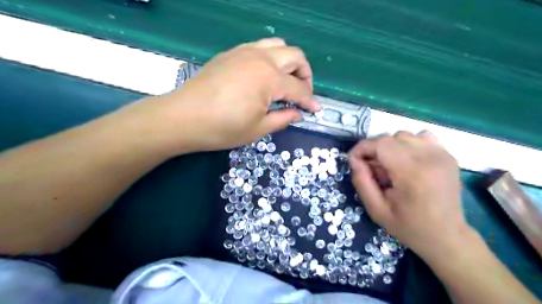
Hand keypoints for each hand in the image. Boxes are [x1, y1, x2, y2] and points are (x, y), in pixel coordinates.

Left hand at [127, 38, 320, 154]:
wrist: (183, 117)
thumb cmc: (222, 128)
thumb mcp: (258, 129)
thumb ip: (283, 119)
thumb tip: (298, 114)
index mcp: (269, 79)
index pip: (299, 89)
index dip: (310, 101)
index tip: (317, 110)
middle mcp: (261, 58)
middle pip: (295, 57)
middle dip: (306, 74)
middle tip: (303, 93)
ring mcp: (244, 52)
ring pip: (278, 46)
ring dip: (289, 62)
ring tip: (286, 81)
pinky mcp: (231, 53)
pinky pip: (260, 47)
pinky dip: (271, 58)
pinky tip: (265, 76)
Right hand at [350, 130, 467, 258]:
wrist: (447, 237)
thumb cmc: (409, 227)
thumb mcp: (376, 210)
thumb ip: (362, 182)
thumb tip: (354, 160)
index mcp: (412, 173)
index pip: (381, 144)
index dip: (362, 148)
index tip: (353, 160)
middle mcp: (429, 157)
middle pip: (391, 138)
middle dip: (374, 149)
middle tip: (371, 169)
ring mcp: (441, 154)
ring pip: (404, 135)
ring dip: (390, 147)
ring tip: (389, 166)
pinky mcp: (447, 155)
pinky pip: (421, 137)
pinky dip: (408, 144)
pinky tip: (407, 160)